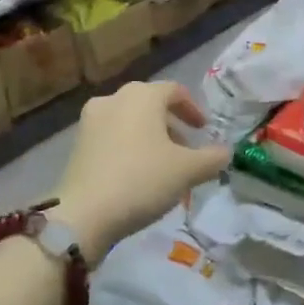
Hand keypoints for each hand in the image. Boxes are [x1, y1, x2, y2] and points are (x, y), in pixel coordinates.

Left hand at [55, 81, 229, 263]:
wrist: (84, 213)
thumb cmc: (142, 180)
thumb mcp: (187, 171)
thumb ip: (212, 158)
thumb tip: (225, 152)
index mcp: (142, 95)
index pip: (175, 91)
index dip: (193, 109)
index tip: (204, 130)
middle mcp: (115, 98)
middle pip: (151, 105)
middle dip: (172, 126)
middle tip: (187, 151)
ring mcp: (91, 120)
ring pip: (130, 121)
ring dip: (151, 137)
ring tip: (164, 166)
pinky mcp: (78, 143)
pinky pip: (112, 136)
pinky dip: (130, 147)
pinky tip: (138, 174)